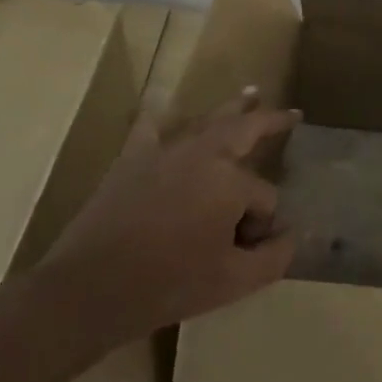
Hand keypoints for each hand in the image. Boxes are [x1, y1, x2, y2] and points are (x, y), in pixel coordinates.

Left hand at [25, 90, 299, 357]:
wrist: (89, 289)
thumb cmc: (168, 284)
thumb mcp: (232, 283)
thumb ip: (273, 258)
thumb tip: (291, 235)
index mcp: (231, 181)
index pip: (264, 196)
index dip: (262, 224)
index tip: (248, 250)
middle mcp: (205, 153)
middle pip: (246, 129)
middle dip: (271, 121)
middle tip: (291, 114)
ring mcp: (166, 150)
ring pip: (207, 120)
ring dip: (232, 107)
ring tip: (251, 92)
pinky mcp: (133, 158)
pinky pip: (150, 127)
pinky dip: (159, 116)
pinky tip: (162, 106)